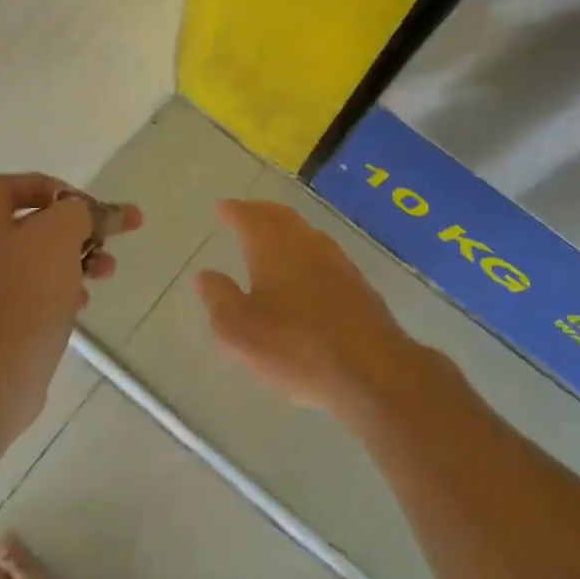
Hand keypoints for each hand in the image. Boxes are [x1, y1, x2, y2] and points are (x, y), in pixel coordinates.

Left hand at [0, 173, 141, 424]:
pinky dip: (63, 291)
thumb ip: (80, 212)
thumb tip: (89, 212)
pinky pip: (36, 294)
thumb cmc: (22, 295)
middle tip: (111, 235)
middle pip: (34, 224)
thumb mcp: (58, 236)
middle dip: (78, 227)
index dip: (52, 186)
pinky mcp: (0, 322)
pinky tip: (82, 304)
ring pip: (40, 260)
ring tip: (107, 271)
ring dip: (78, 259)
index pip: (12, 185)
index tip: (86, 203)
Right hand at [195, 199, 422, 423]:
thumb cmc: (297, 348)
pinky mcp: (358, 285)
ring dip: (285, 227)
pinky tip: (306, 267)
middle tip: (245, 211)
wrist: (373, 371)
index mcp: (274, 249)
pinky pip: (324, 253)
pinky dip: (306, 249)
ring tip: (272, 234)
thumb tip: (206, 275)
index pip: (250, 219)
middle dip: (260, 211)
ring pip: (306, 232)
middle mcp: (307, 245)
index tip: (223, 207)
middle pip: (281, 217)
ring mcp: (338, 263)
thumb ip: (219, 300)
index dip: (234, 211)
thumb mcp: (240, 332)